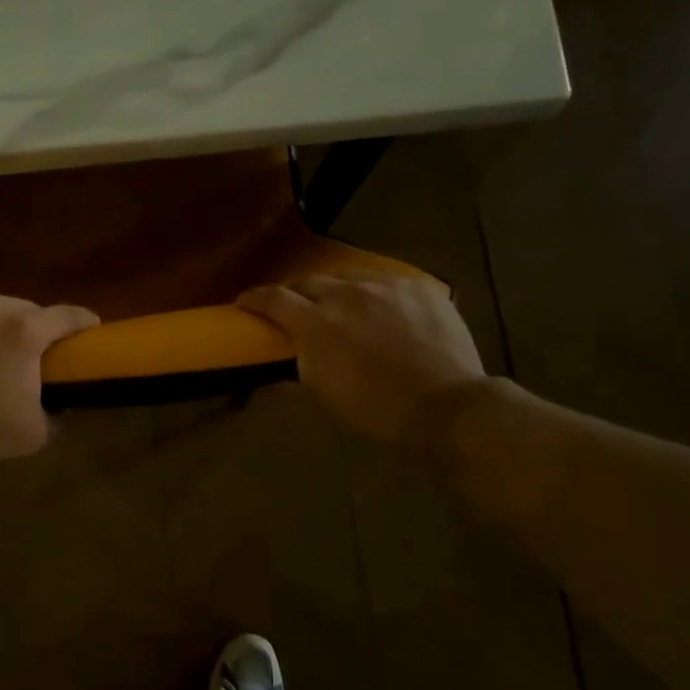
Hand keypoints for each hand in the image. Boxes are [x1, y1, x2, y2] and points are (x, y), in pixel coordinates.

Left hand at [0, 292, 100, 460]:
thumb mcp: (28, 435)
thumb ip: (54, 419)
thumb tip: (59, 410)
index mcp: (26, 331)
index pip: (69, 316)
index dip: (86, 322)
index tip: (93, 330)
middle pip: (30, 311)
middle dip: (38, 329)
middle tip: (35, 356)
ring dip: (0, 329)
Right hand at [238, 274, 488, 444]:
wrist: (446, 406)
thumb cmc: (376, 410)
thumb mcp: (324, 397)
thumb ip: (294, 377)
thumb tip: (271, 375)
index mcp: (316, 323)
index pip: (274, 299)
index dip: (254, 298)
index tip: (244, 301)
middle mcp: (347, 294)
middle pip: (310, 282)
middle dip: (296, 293)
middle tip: (294, 307)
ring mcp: (387, 286)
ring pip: (350, 279)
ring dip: (337, 291)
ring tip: (341, 305)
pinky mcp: (420, 288)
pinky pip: (388, 284)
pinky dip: (376, 296)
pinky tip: (384, 311)